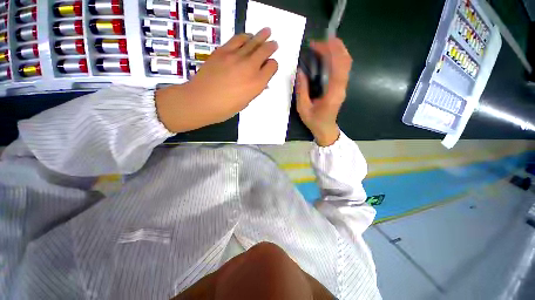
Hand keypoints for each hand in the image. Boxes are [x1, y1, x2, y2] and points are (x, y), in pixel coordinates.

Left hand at [156, 28, 277, 132]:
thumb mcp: (245, 102)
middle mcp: (250, 67)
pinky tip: (248, 36)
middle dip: (271, 46)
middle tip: (274, 43)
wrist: (201, 101)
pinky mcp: (223, 51)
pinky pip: (237, 39)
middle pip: (265, 51)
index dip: (273, 65)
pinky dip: (245, 36)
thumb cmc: (225, 108)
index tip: (270, 66)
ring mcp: (236, 57)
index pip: (272, 67)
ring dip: (261, 36)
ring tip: (266, 32)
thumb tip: (260, 82)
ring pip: (253, 41)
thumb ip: (254, 89)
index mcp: (257, 83)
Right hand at [296, 38, 352, 145]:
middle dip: (335, 48)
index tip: (322, 42)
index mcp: (333, 93)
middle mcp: (341, 88)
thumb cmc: (314, 122)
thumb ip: (302, 91)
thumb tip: (300, 72)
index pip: (338, 68)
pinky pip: (342, 69)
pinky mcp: (340, 87)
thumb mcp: (303, 109)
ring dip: (337, 51)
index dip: (332, 52)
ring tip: (323, 45)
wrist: (326, 130)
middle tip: (321, 41)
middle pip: (345, 62)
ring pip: (346, 64)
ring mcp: (342, 87)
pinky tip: (327, 55)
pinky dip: (337, 58)